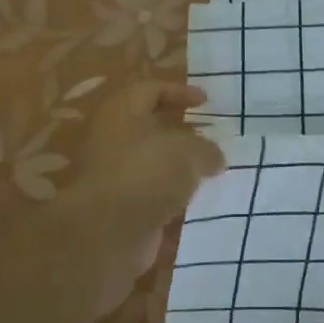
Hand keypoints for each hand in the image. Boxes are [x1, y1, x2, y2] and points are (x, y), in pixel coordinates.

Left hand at [58, 82, 224, 310]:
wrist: (108, 232)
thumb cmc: (147, 173)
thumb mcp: (189, 151)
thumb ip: (207, 148)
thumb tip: (214, 157)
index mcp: (121, 112)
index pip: (150, 89)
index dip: (179, 92)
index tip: (206, 102)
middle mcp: (111, 139)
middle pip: (148, 126)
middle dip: (179, 131)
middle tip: (209, 136)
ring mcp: (112, 174)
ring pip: (150, 161)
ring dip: (176, 165)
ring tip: (208, 169)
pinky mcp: (119, 206)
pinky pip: (150, 192)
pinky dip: (170, 193)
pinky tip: (194, 198)